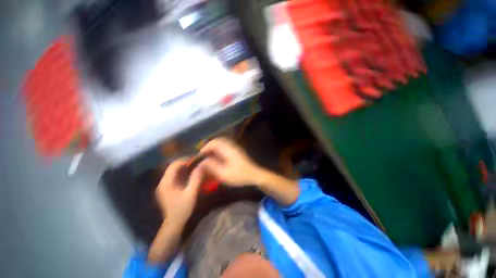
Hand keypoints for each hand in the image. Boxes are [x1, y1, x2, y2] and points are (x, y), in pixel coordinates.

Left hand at [156, 159, 202, 226]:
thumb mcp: (192, 193)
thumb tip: (201, 165)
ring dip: (183, 168)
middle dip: (185, 163)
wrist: (174, 223)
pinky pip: (173, 176)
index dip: (185, 160)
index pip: (174, 165)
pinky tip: (188, 175)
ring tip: (194, 168)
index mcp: (167, 183)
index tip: (196, 160)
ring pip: (173, 171)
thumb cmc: (183, 209)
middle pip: (172, 167)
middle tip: (196, 163)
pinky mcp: (165, 189)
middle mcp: (162, 182)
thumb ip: (196, 178)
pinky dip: (181, 173)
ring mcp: (163, 186)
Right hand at [198, 137, 261, 185]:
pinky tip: (217, 158)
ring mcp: (235, 148)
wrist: (255, 175)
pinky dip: (219, 150)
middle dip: (209, 147)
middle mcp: (231, 145)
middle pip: (218, 141)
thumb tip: (202, 161)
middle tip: (203, 155)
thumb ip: (212, 166)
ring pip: (221, 144)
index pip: (214, 142)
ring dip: (214, 148)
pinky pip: (225, 147)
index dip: (205, 147)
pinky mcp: (237, 151)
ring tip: (208, 157)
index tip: (199, 155)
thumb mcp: (223, 173)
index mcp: (228, 149)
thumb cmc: (239, 175)